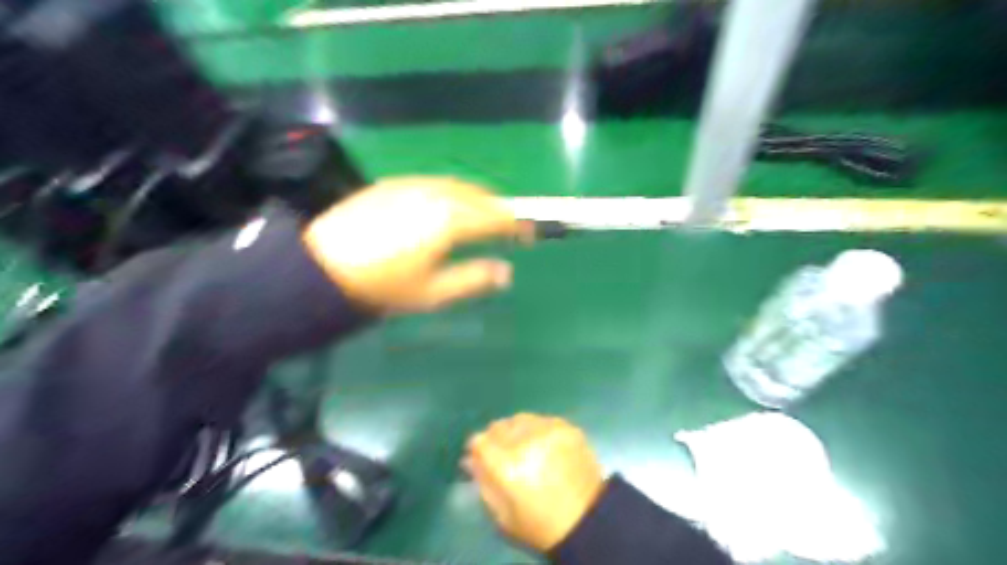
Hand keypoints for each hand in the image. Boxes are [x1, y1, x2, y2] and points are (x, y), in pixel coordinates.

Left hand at [301, 177, 529, 313]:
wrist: (321, 267)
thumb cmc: (382, 285)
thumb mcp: (432, 292)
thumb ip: (474, 279)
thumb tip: (506, 272)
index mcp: (450, 220)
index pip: (496, 218)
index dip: (518, 226)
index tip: (531, 234)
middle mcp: (436, 193)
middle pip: (481, 196)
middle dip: (499, 210)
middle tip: (509, 228)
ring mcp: (412, 184)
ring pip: (458, 186)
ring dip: (477, 200)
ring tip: (481, 218)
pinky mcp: (392, 183)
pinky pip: (434, 183)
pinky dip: (452, 194)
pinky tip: (445, 208)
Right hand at [463, 414, 604, 550]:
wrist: (587, 521)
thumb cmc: (539, 525)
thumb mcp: (501, 515)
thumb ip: (483, 482)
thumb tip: (471, 459)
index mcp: (507, 465)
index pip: (479, 440)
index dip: (477, 449)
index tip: (481, 458)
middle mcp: (526, 440)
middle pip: (499, 426)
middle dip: (497, 439)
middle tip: (505, 455)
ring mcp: (549, 430)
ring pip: (520, 419)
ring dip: (517, 431)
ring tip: (525, 448)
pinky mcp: (567, 427)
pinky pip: (542, 420)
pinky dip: (538, 430)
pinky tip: (544, 447)